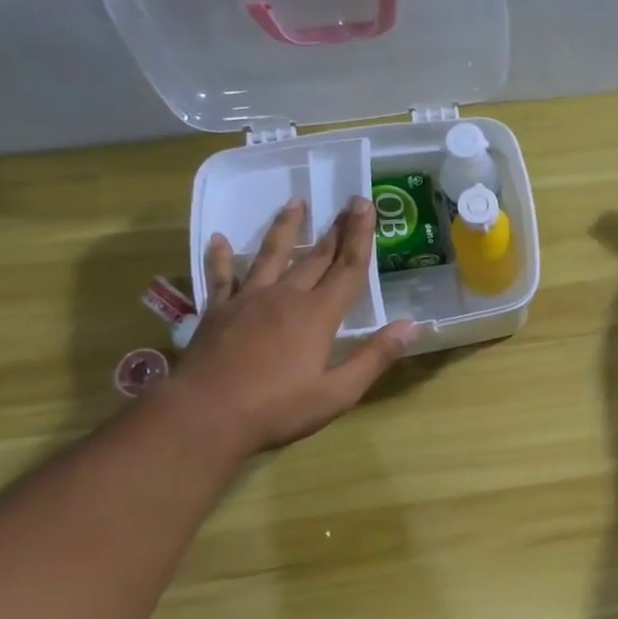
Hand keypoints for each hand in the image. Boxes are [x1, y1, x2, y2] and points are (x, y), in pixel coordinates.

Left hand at [165, 197, 416, 453]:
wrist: (204, 416)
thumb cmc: (277, 409)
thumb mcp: (337, 392)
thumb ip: (375, 356)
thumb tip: (412, 325)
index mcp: (318, 315)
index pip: (348, 268)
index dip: (361, 236)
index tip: (366, 205)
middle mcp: (286, 296)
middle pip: (315, 256)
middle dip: (335, 229)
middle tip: (348, 202)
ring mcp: (248, 300)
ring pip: (271, 255)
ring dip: (286, 228)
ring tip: (295, 203)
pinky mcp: (218, 311)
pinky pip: (222, 277)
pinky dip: (221, 257)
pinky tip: (219, 239)